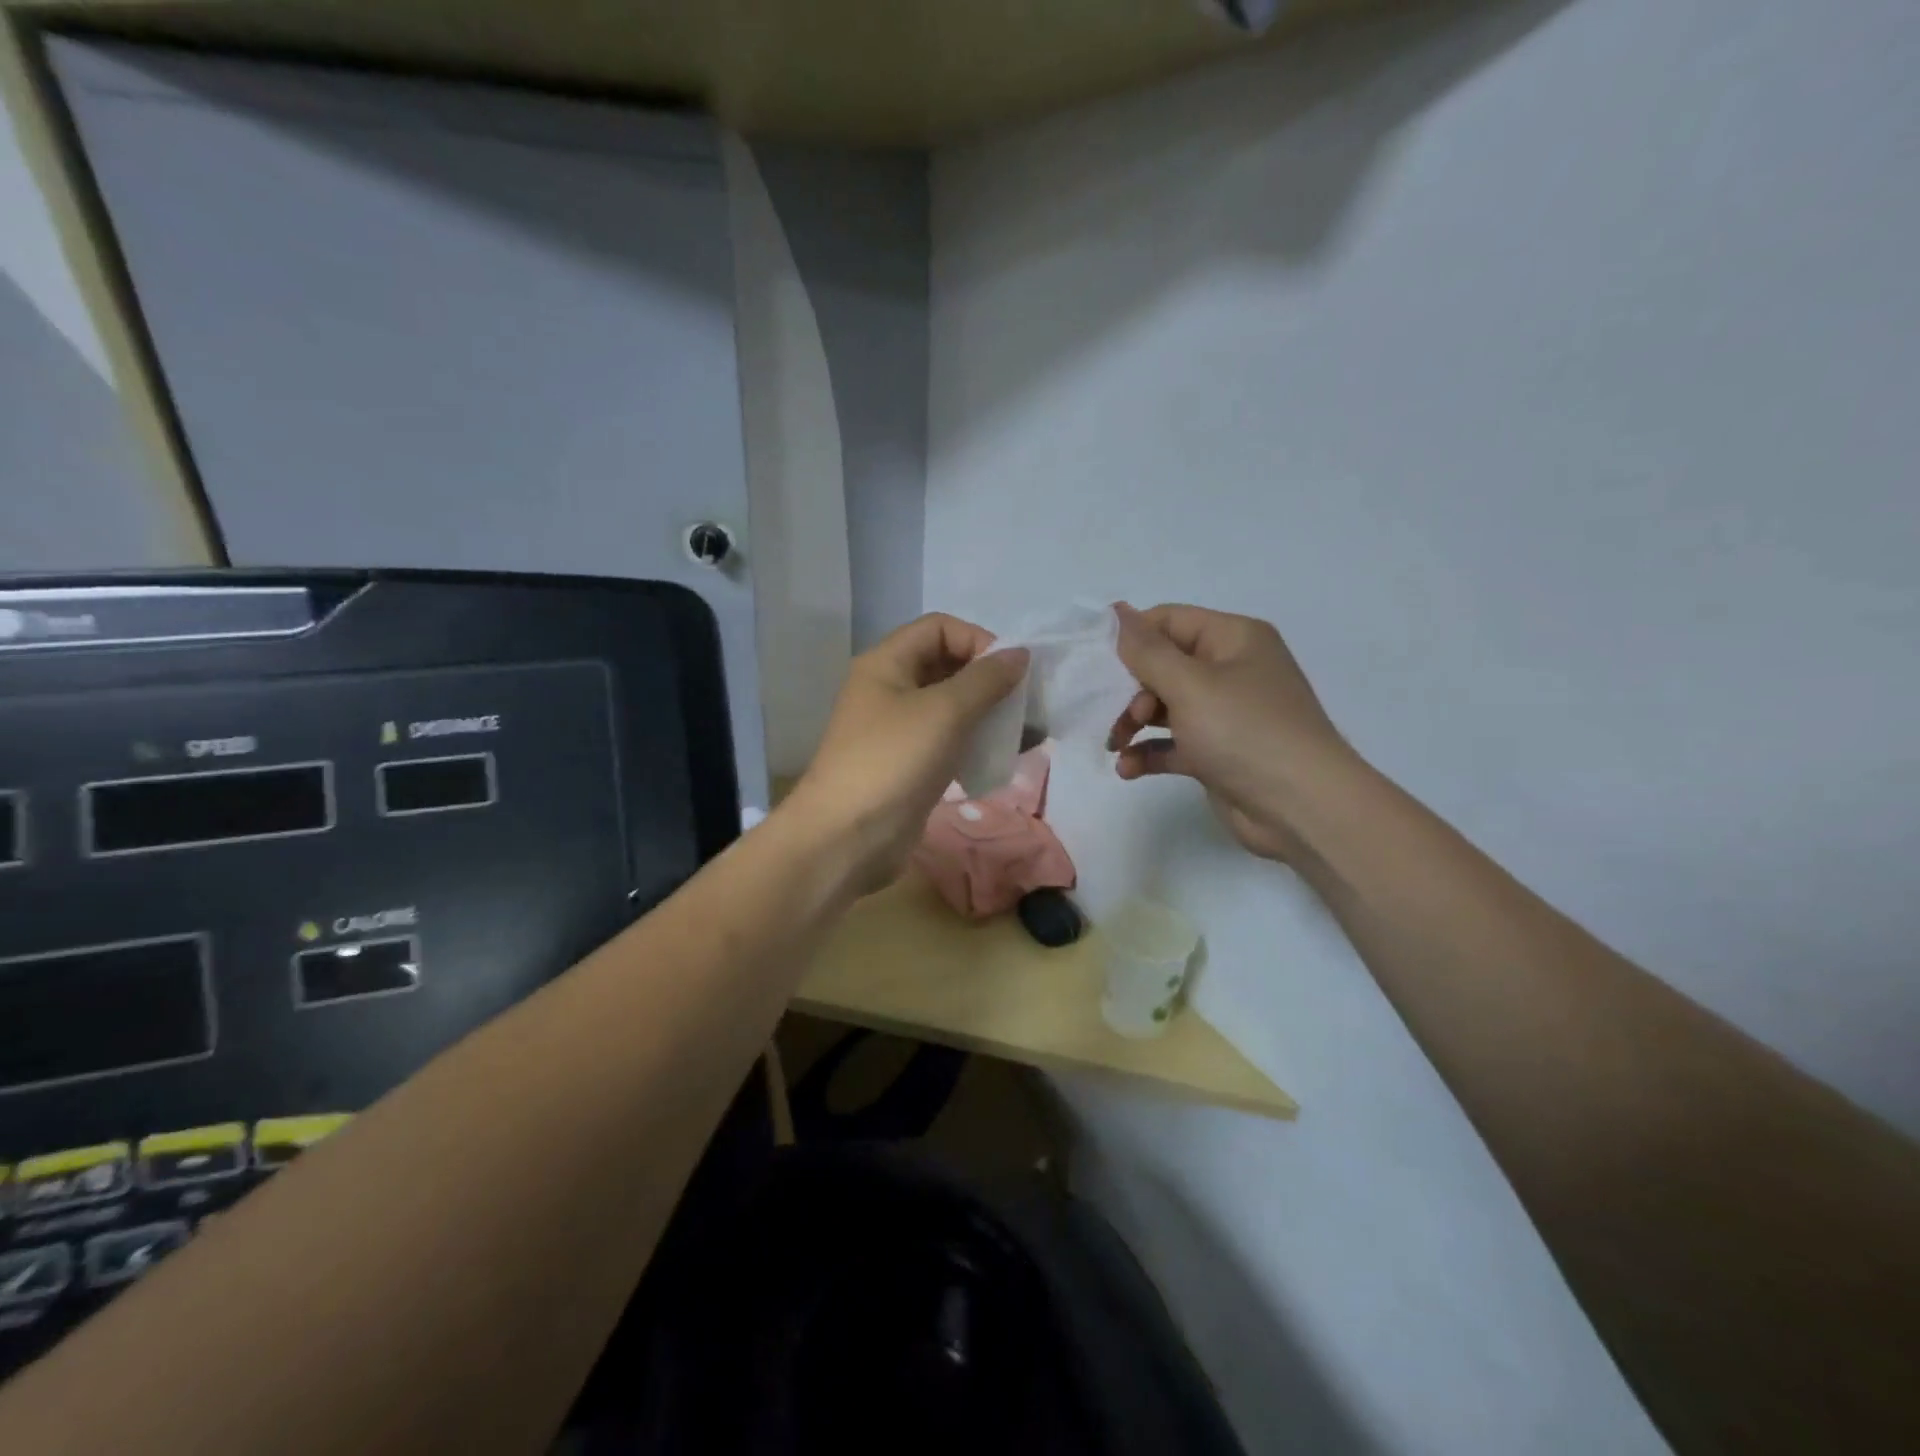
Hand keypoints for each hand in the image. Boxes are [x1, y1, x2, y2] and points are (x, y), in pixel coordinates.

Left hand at [787, 614, 1028, 895]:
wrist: (848, 836)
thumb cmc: (894, 761)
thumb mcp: (945, 711)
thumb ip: (986, 679)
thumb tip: (1019, 654)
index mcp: (886, 662)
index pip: (939, 627)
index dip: (977, 640)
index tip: (1009, 673)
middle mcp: (888, 688)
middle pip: (945, 664)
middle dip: (985, 678)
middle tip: (1020, 702)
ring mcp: (895, 728)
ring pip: (947, 705)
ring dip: (983, 712)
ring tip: (1015, 731)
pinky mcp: (906, 763)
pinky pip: (944, 739)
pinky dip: (971, 741)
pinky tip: (994, 757)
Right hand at [1106, 602, 1355, 860]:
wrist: (1302, 808)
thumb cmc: (1246, 732)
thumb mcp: (1190, 684)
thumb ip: (1146, 651)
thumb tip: (1116, 612)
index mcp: (1233, 639)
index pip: (1170, 621)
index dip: (1131, 637)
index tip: (1094, 661)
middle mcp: (1231, 670)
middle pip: (1163, 666)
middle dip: (1130, 690)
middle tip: (1114, 714)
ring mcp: (1225, 714)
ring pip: (1164, 707)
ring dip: (1132, 724)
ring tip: (1114, 746)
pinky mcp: (1217, 753)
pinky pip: (1173, 743)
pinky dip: (1149, 753)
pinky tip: (1127, 769)